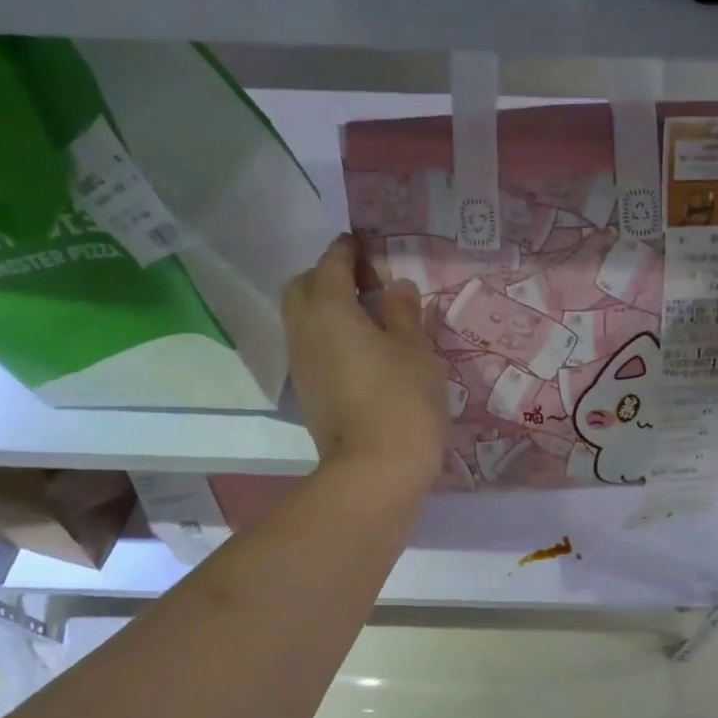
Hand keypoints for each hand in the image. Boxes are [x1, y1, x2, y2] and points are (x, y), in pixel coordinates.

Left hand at [283, 236, 447, 494]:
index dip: (347, 250)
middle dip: (326, 276)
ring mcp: (301, 365)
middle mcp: (304, 331)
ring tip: (365, 316)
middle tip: (363, 282)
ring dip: (325, 308)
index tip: (365, 244)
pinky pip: (311, 348)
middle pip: (302, 288)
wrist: (374, 472)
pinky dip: (328, 336)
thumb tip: (395, 286)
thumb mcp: (416, 350)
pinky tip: (359, 350)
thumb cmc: (401, 401)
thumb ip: (403, 312)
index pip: (331, 264)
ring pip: (302, 320)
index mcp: (328, 309)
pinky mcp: (308, 394)